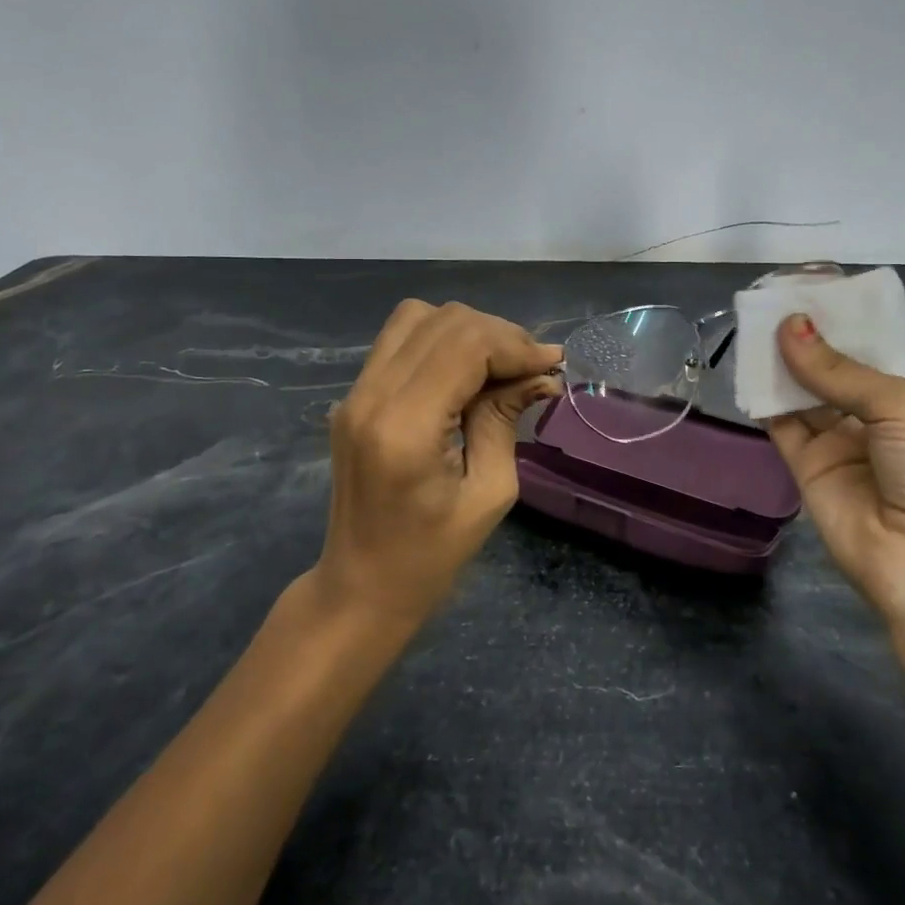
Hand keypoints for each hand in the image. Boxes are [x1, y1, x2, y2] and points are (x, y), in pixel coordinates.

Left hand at [317, 299, 560, 625]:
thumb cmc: (431, 556)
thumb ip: (506, 419)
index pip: (465, 345)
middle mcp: (371, 397)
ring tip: (500, 365)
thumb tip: (540, 374)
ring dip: (467, 331)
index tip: (551, 364)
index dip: (515, 345)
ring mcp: (354, 393)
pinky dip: (441, 341)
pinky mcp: (353, 396)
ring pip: (416, 317)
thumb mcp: (489, 493)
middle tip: (531, 368)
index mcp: (405, 428)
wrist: (360, 587)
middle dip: (498, 335)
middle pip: (443, 322)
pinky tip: (467, 372)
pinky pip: (400, 340)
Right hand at [765, 314, 904, 623]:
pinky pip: (781, 424)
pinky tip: (747, 368)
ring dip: (781, 363)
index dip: (843, 321)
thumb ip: (839, 370)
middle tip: (772, 302)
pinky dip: (763, 399)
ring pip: (802, 393)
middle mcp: (874, 416)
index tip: (810, 289)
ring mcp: (838, 442)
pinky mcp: (806, 466)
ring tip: (752, 325)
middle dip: (806, 338)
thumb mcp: (902, 406)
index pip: (872, 348)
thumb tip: (789, 326)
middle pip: (832, 368)